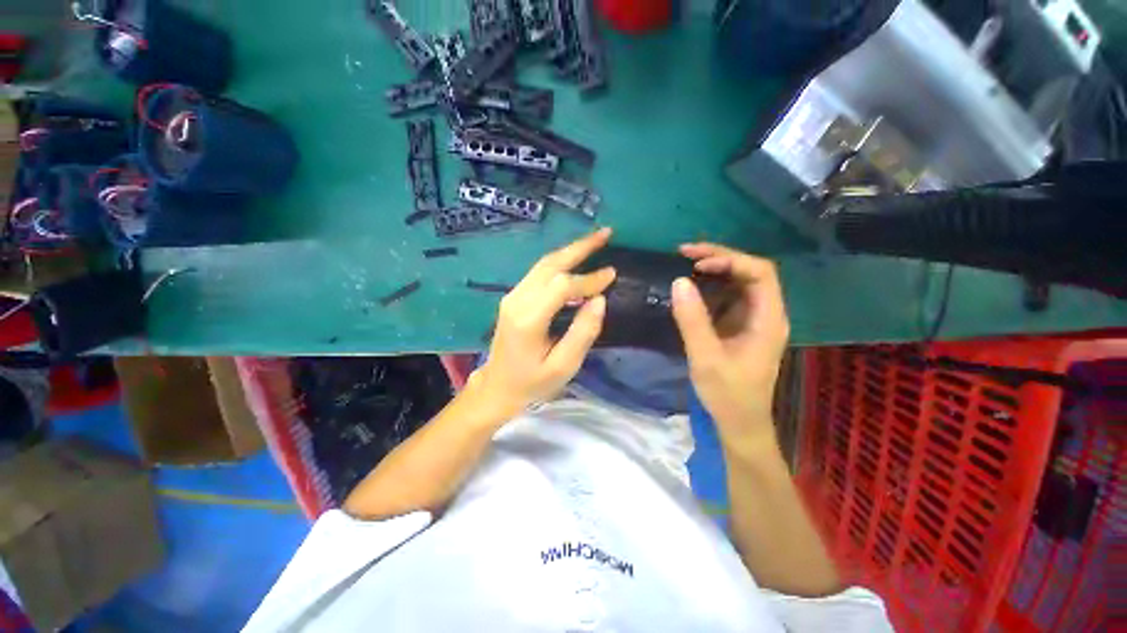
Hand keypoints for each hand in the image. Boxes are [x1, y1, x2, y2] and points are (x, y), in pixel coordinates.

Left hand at [471, 228, 616, 419]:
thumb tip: (600, 300)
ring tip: (597, 240)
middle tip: (607, 233)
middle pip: (550, 264)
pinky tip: (577, 258)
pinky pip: (539, 272)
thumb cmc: (531, 383)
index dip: (589, 279)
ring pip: (543, 264)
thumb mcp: (563, 367)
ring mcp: (513, 296)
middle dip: (580, 247)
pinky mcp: (514, 298)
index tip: (613, 275)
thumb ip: (582, 333)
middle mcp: (517, 300)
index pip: (563, 286)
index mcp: (528, 319)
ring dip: (570, 250)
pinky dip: (561, 261)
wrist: (497, 388)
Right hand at [671, 244, 789, 451]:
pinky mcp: (749, 327)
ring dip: (718, 269)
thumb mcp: (706, 360)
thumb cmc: (729, 397)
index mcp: (770, 319)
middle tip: (686, 254)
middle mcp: (770, 314)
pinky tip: (696, 287)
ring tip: (687, 264)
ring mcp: (760, 320)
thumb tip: (679, 281)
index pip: (761, 272)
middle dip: (722, 258)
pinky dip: (717, 287)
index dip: (732, 259)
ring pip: (744, 281)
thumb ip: (693, 320)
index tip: (700, 263)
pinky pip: (736, 297)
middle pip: (753, 271)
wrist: (742, 426)